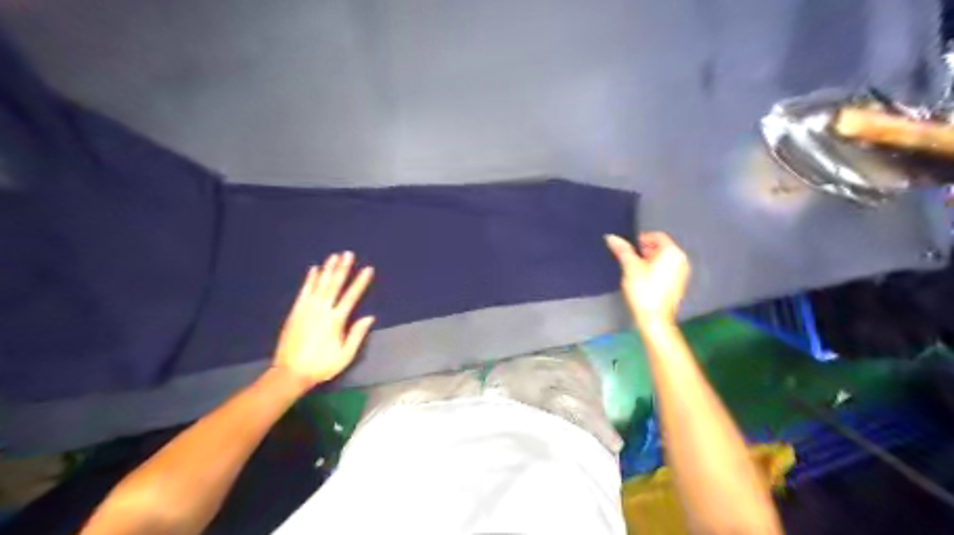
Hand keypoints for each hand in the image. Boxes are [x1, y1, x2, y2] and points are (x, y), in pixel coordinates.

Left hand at [273, 253, 376, 390]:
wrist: (290, 373)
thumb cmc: (321, 365)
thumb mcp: (345, 355)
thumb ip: (357, 334)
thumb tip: (369, 317)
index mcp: (335, 320)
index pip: (351, 296)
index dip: (360, 282)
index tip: (368, 269)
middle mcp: (321, 310)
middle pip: (334, 285)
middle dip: (342, 268)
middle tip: (348, 253)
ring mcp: (306, 309)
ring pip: (319, 284)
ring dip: (327, 269)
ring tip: (334, 256)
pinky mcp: (295, 311)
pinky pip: (304, 291)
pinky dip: (309, 280)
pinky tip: (314, 270)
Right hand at [603, 231, 684, 326]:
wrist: (655, 318)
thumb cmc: (644, 290)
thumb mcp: (630, 267)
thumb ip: (622, 250)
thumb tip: (611, 237)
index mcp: (672, 253)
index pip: (657, 236)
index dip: (642, 239)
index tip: (630, 248)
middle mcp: (681, 260)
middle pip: (662, 247)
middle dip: (646, 250)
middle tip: (631, 259)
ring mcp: (682, 273)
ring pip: (664, 259)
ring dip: (650, 260)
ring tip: (635, 270)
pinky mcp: (679, 284)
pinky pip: (667, 270)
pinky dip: (656, 270)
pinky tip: (644, 280)